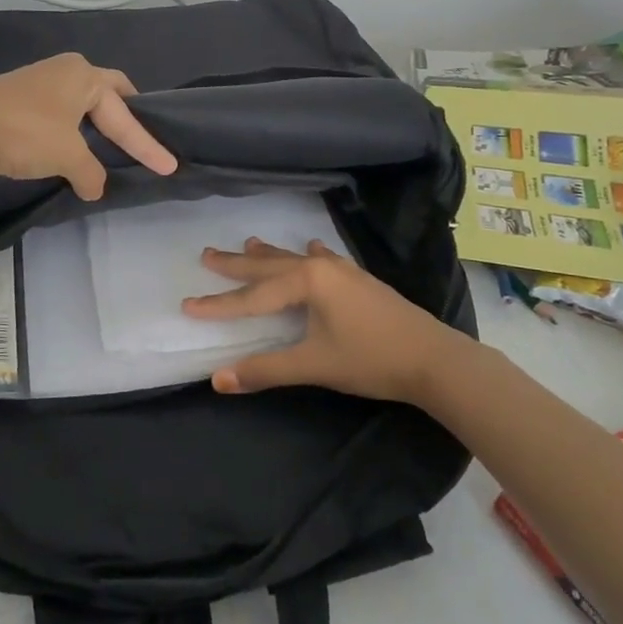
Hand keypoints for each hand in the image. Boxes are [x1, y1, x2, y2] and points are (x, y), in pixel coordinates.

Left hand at [0, 53, 178, 199]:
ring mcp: (39, 80)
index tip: (169, 165)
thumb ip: (90, 173)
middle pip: (108, 93)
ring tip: (108, 143)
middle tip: (141, 136)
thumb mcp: (67, 157)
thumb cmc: (24, 133)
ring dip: (96, 122)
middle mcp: (66, 69)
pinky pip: (59, 109)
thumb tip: (95, 189)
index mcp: (85, 76)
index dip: (147, 143)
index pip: (126, 113)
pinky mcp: (18, 95)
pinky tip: (70, 145)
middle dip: (126, 115)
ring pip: (81, 101)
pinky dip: (72, 127)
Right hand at [182, 239, 476, 405]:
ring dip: (269, 256)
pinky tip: (312, 246)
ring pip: (295, 259)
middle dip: (236, 264)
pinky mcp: (359, 281)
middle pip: (269, 267)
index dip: (219, 304)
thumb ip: (265, 370)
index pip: (252, 296)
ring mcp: (343, 272)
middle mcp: (321, 268)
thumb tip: (218, 379)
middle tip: (206, 254)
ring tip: (248, 244)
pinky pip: (323, 260)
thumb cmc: (371, 359)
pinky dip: (309, 255)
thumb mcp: (314, 365)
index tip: (187, 306)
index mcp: (306, 282)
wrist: (434, 358)